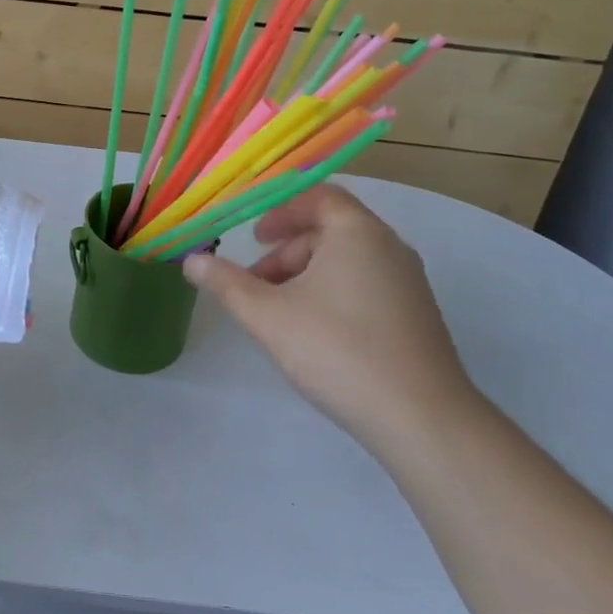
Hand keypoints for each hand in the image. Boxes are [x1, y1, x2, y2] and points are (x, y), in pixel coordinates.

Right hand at [183, 185, 482, 450]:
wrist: (421, 418)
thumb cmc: (337, 350)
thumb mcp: (267, 316)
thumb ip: (226, 284)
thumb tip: (191, 261)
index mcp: (357, 233)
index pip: (318, 196)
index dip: (280, 210)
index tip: (253, 236)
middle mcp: (389, 247)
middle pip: (330, 229)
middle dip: (286, 251)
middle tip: (257, 284)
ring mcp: (409, 283)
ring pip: (348, 260)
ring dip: (306, 275)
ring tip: (280, 314)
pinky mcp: (416, 316)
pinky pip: (366, 285)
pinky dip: (333, 293)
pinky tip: (316, 335)